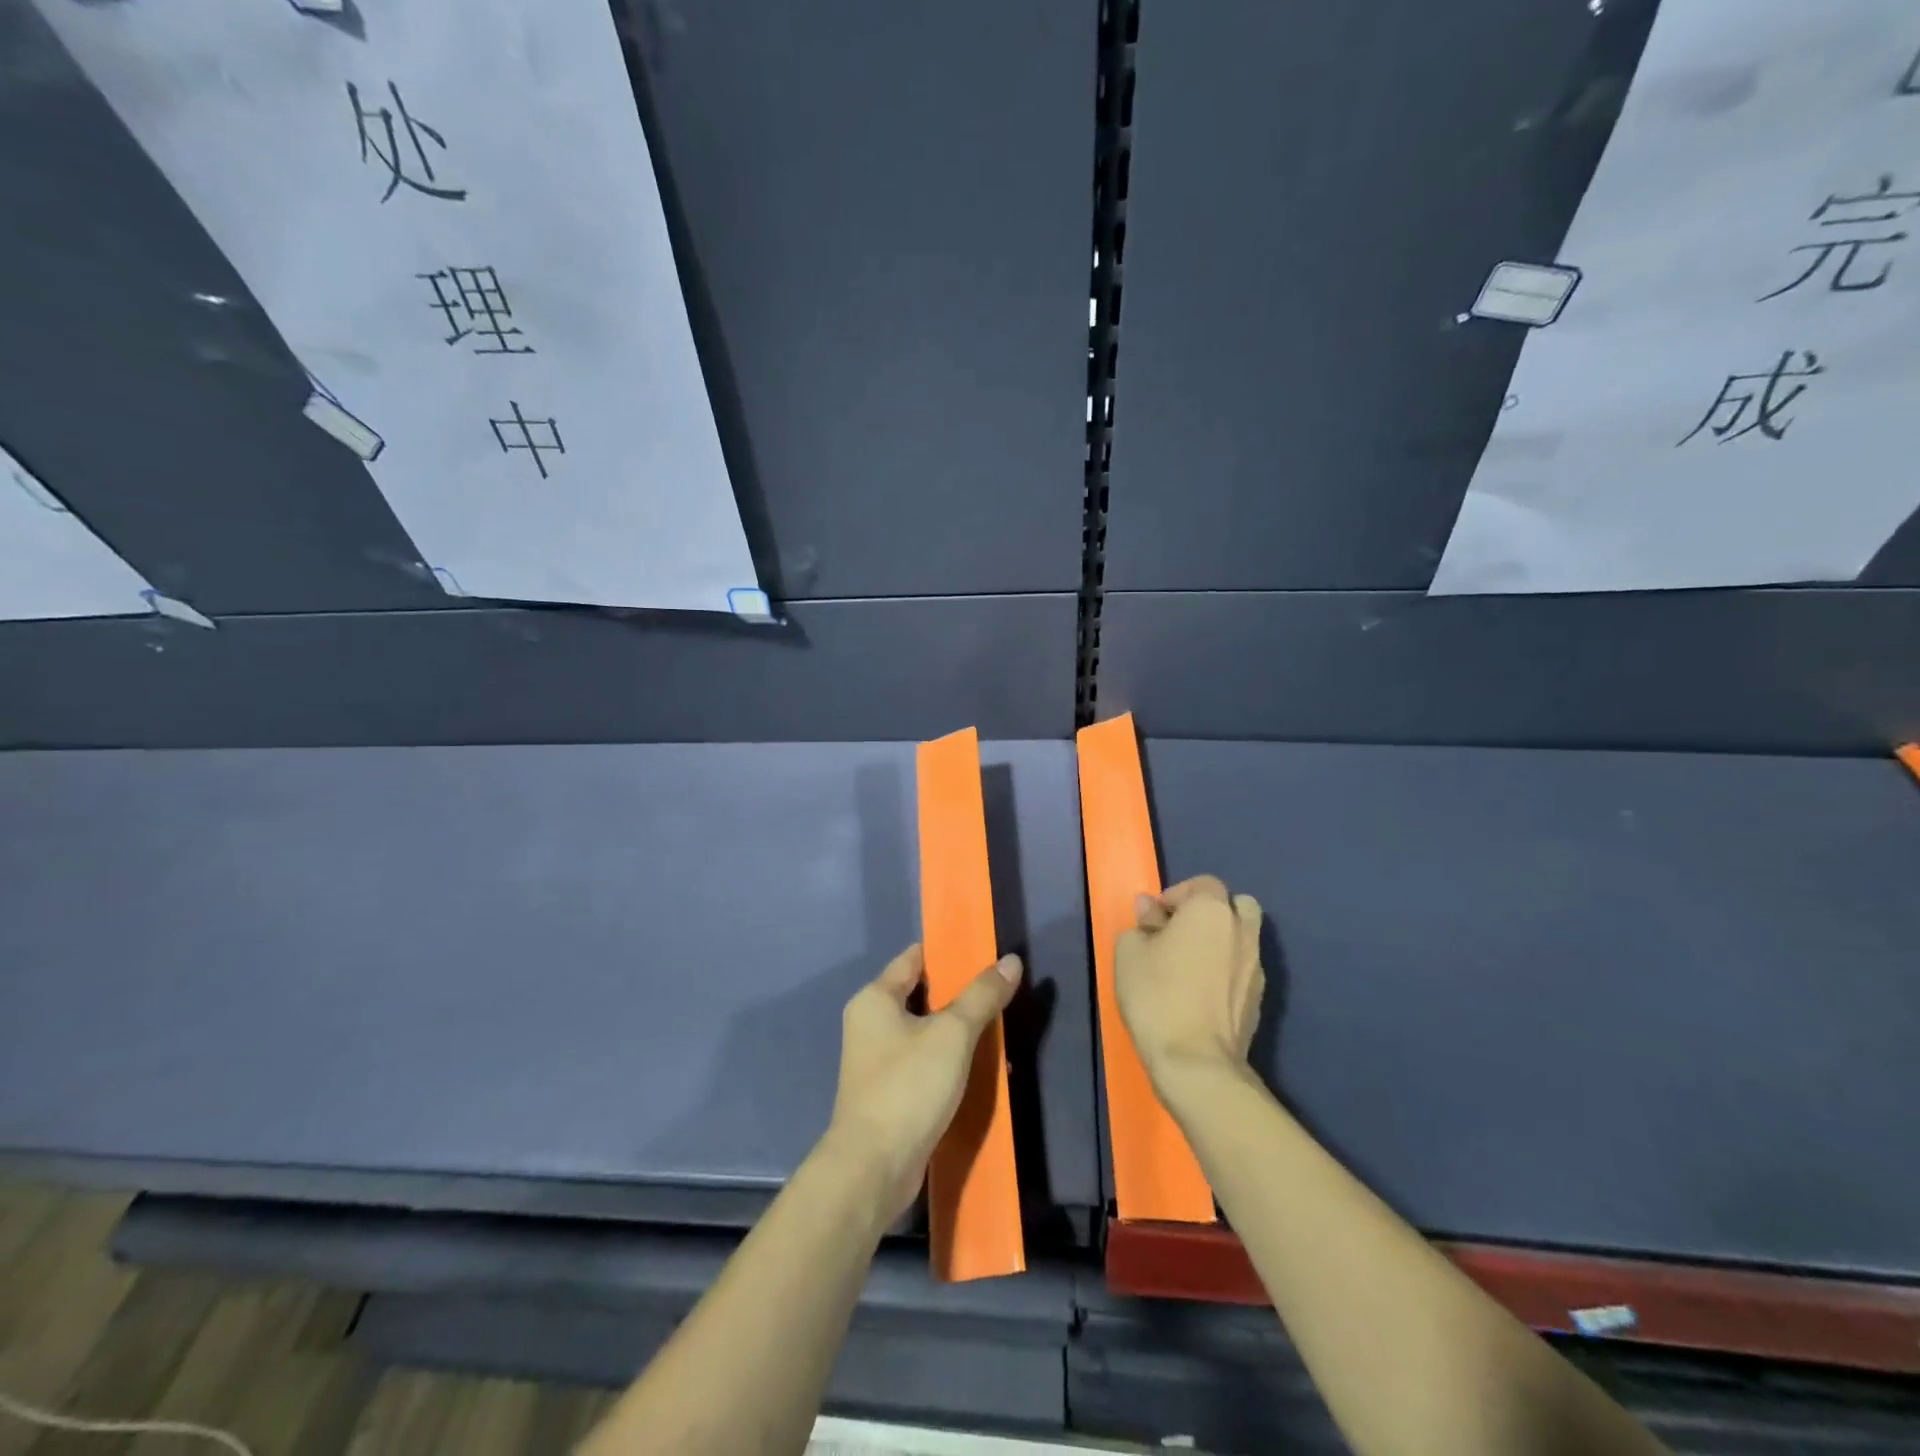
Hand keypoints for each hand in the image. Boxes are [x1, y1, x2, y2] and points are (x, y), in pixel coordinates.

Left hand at [822, 943, 1022, 1223]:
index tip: (984, 952)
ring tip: (1000, 1031)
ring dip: (960, 1033)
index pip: (914, 959)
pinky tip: (983, 1071)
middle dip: (961, 995)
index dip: (948, 953)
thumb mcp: (952, 1034)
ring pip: (927, 1033)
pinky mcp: (890, 1094)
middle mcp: (871, 1024)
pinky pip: (926, 1064)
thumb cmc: (908, 1086)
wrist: (873, 1169)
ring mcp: (878, 1061)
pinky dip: (951, 1062)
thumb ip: (982, 996)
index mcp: (875, 999)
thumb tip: (1010, 960)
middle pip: (922, 996)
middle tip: (1000, 992)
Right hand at [1116, 875, 1264, 1095]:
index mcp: (1211, 911)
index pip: (1202, 883)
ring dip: (1221, 941)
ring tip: (1191, 964)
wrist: (1196, 1062)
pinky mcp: (1259, 999)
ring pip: (1243, 937)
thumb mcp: (1129, 952)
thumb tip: (1151, 910)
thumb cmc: (1156, 995)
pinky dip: (1227, 969)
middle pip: (1235, 905)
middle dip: (1210, 912)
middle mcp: (1242, 931)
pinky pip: (1243, 968)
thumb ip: (1142, 923)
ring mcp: (1256, 966)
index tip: (1154, 919)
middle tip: (1180, 933)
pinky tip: (1202, 992)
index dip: (1176, 895)